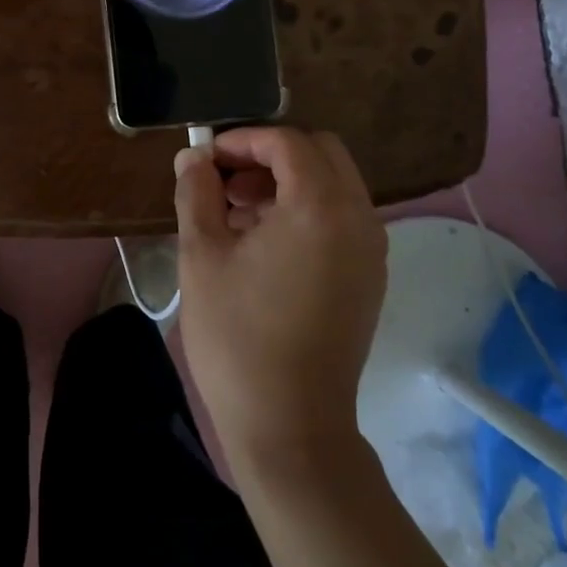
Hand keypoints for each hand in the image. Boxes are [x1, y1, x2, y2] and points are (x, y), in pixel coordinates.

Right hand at [175, 126, 387, 465]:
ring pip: (334, 184)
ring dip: (288, 181)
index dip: (243, 139)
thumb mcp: (202, 255)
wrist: (290, 427)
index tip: (207, 159)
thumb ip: (197, 192)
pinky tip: (264, 241)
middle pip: (321, 153)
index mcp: (320, 207)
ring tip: (236, 212)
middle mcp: (359, 218)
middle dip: (270, 154)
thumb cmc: (237, 336)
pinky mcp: (370, 277)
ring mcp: (371, 250)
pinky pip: (342, 217)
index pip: (287, 142)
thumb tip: (194, 157)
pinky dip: (306, 209)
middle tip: (226, 179)